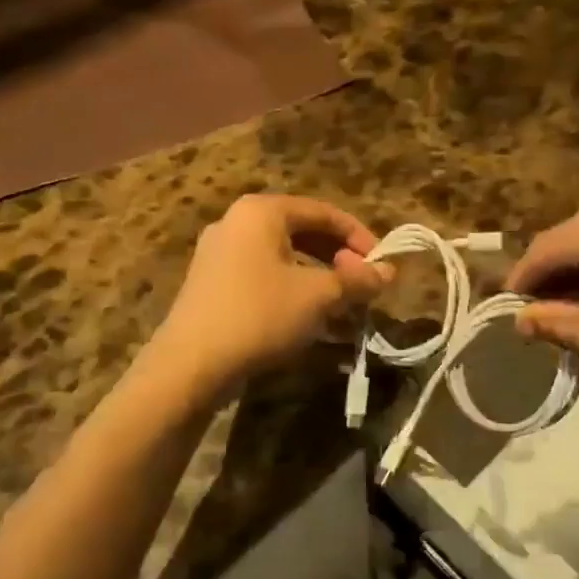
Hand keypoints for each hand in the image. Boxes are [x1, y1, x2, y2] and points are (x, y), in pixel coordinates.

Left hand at [152, 194, 390, 385]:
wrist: (189, 366)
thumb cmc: (259, 315)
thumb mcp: (318, 296)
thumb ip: (356, 279)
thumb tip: (389, 271)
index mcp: (261, 212)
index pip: (324, 212)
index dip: (359, 236)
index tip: (382, 263)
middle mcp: (237, 223)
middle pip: (303, 231)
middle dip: (339, 259)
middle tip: (362, 285)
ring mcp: (219, 253)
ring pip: (284, 257)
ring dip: (318, 278)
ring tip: (342, 306)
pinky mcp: (211, 284)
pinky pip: (263, 276)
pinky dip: (292, 290)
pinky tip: (309, 319)